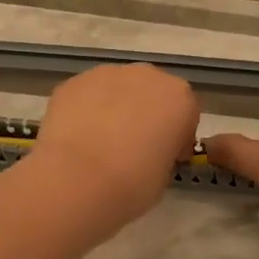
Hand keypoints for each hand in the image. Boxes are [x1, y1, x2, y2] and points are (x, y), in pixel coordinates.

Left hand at [25, 63, 201, 227]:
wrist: (78, 180)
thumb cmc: (133, 184)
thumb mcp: (164, 175)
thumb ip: (162, 153)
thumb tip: (147, 152)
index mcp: (179, 98)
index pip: (185, 112)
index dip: (175, 135)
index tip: (164, 156)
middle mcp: (146, 76)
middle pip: (150, 92)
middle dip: (144, 113)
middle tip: (131, 147)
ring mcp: (106, 74)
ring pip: (116, 89)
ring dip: (113, 108)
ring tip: (98, 142)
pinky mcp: (73, 82)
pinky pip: (86, 95)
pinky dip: (84, 110)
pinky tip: (76, 137)